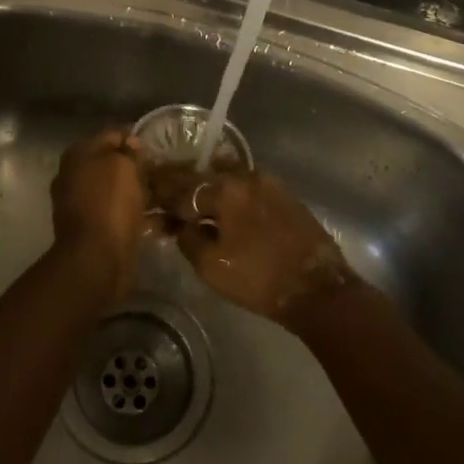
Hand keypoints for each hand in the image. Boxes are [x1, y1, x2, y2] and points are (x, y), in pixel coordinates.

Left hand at [50, 129, 154, 300]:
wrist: (95, 258)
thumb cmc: (109, 204)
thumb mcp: (123, 165)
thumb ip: (128, 150)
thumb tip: (131, 144)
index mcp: (78, 155)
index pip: (111, 135)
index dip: (135, 139)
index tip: (157, 150)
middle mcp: (74, 175)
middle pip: (112, 163)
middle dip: (136, 167)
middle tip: (163, 173)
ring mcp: (80, 203)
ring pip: (116, 189)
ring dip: (138, 191)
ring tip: (164, 195)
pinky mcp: (91, 228)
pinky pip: (117, 213)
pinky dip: (135, 214)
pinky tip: (158, 218)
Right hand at [148, 165, 349, 326]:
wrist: (316, 288)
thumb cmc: (258, 278)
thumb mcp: (211, 266)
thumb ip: (188, 238)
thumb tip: (178, 223)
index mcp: (225, 189)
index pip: (182, 188)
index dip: (161, 195)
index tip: (147, 198)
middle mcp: (245, 176)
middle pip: (204, 175)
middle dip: (181, 185)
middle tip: (164, 194)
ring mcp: (268, 182)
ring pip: (226, 177)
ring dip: (206, 186)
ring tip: (190, 200)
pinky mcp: (283, 194)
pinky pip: (245, 186)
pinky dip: (229, 192)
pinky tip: (220, 204)